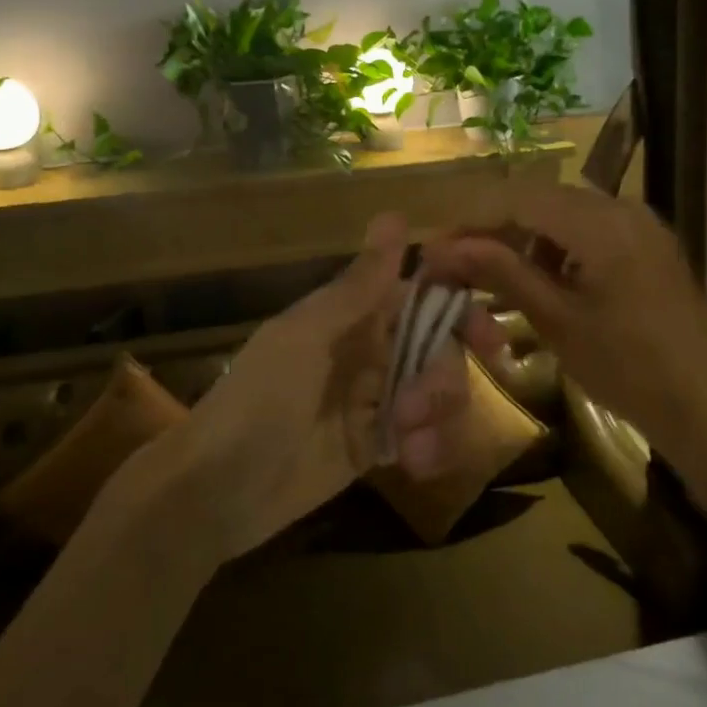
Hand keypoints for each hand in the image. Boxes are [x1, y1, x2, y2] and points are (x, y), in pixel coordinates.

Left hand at [148, 213, 482, 561]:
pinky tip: (416, 466)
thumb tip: (394, 215)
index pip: (422, 297)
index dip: (460, 310)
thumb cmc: (256, 400)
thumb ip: (358, 287)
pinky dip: (432, 448)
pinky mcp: (377, 446)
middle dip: (443, 379)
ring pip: (438, 395)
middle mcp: (370, 351)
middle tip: (419, 407)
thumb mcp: (305, 338)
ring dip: (439, 419)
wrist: (215, 491)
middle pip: (440, 350)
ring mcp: (375, 400)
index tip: (491, 339)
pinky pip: (425, 437)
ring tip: (411, 447)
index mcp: (352, 316)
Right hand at [420, 185, 706, 495]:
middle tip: (459, 262)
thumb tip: (443, 248)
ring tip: (497, 275)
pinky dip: (559, 245)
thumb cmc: (625, 367)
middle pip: (541, 200)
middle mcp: (623, 208)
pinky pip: (591, 228)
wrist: (703, 403)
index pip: (519, 199)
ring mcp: (642, 223)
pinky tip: (545, 279)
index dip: (472, 219)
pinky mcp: (650, 242)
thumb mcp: (555, 320)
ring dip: (526, 236)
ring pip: (564, 212)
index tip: (437, 246)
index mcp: (601, 223)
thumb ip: (501, 272)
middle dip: (496, 227)